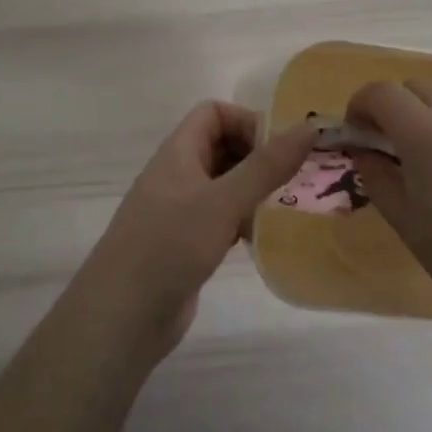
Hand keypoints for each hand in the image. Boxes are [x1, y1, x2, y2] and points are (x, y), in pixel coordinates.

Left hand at [75, 102, 315, 359]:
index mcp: (178, 152)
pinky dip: (243, 220)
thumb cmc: (170, 246)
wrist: (121, 318)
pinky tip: (265, 238)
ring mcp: (180, 211)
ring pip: (224, 185)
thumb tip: (310, 126)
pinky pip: (221, 218)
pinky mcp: (186, 244)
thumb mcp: (224, 201)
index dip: (247, 122)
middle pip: (221, 146)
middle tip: (295, 178)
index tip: (280, 150)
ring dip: (254, 190)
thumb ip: (267, 165)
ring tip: (288, 206)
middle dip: (258, 156)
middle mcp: (178, 174)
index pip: (214, 113)